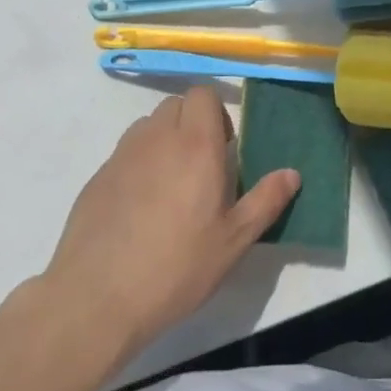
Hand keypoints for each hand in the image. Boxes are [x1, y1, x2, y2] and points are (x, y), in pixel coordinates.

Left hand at [43, 87, 298, 365]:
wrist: (98, 297)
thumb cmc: (177, 266)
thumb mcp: (234, 241)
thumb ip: (266, 201)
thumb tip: (292, 173)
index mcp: (196, 145)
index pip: (203, 94)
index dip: (217, 112)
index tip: (226, 146)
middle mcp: (157, 139)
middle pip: (176, 104)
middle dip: (193, 122)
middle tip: (204, 165)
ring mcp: (122, 156)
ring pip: (148, 125)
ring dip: (165, 139)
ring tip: (173, 184)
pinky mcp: (97, 177)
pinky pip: (125, 152)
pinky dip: (140, 163)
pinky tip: (142, 207)